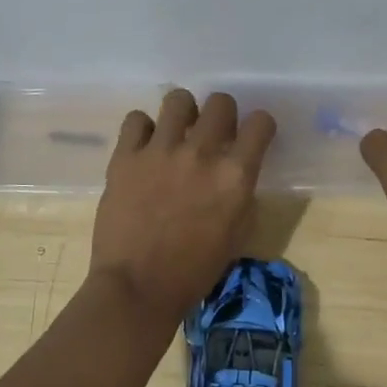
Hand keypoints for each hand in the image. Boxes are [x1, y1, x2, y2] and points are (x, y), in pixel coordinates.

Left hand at [91, 90, 276, 315]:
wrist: (138, 287)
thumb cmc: (194, 271)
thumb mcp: (237, 235)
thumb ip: (241, 194)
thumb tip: (235, 170)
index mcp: (235, 175)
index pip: (260, 123)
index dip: (259, 126)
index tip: (251, 136)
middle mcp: (201, 153)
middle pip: (221, 102)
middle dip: (221, 114)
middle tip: (211, 133)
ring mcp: (160, 151)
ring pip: (178, 99)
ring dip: (183, 113)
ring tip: (176, 133)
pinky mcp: (125, 156)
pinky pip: (136, 119)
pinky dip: (143, 129)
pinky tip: (144, 147)